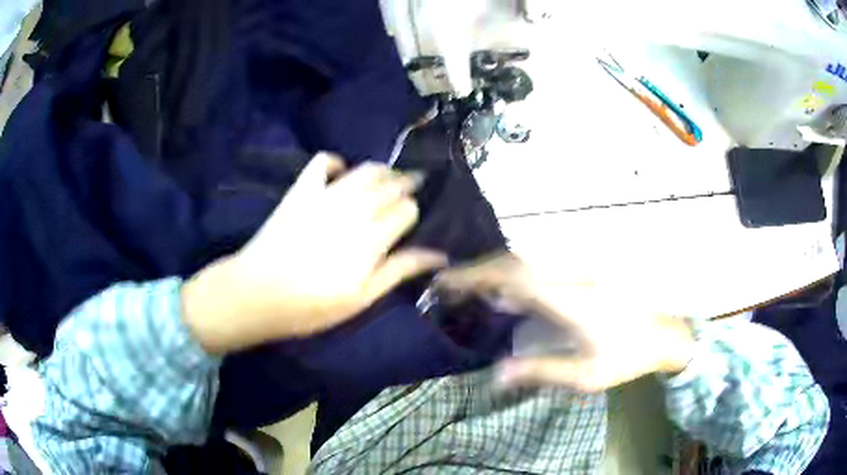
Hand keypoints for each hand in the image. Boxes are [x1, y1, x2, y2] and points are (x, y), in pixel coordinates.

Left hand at [183, 154, 446, 353]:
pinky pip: (322, 162)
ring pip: (365, 170)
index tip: (412, 220)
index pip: (405, 211)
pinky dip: (336, 162)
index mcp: (370, 240)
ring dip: (382, 170)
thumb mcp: (360, 299)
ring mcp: (325, 196)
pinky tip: (341, 172)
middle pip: (390, 186)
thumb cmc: (310, 306)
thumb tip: (439, 255)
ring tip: (389, 176)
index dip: (412, 213)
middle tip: (413, 186)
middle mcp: (353, 210)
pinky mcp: (301, 191)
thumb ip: (398, 271)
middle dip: (406, 184)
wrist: (256, 293)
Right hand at [436, 253, 693, 391]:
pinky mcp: (582, 273)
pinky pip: (539, 267)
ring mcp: (577, 271)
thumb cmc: (627, 355)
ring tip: (469, 288)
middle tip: (448, 286)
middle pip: (514, 262)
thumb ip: (541, 371)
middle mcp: (568, 276)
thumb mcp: (586, 375)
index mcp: (567, 299)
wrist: (665, 332)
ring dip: (494, 270)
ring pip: (526, 260)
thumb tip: (496, 373)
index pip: (512, 277)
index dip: (476, 276)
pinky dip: (514, 274)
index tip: (446, 281)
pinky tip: (506, 291)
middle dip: (477, 270)